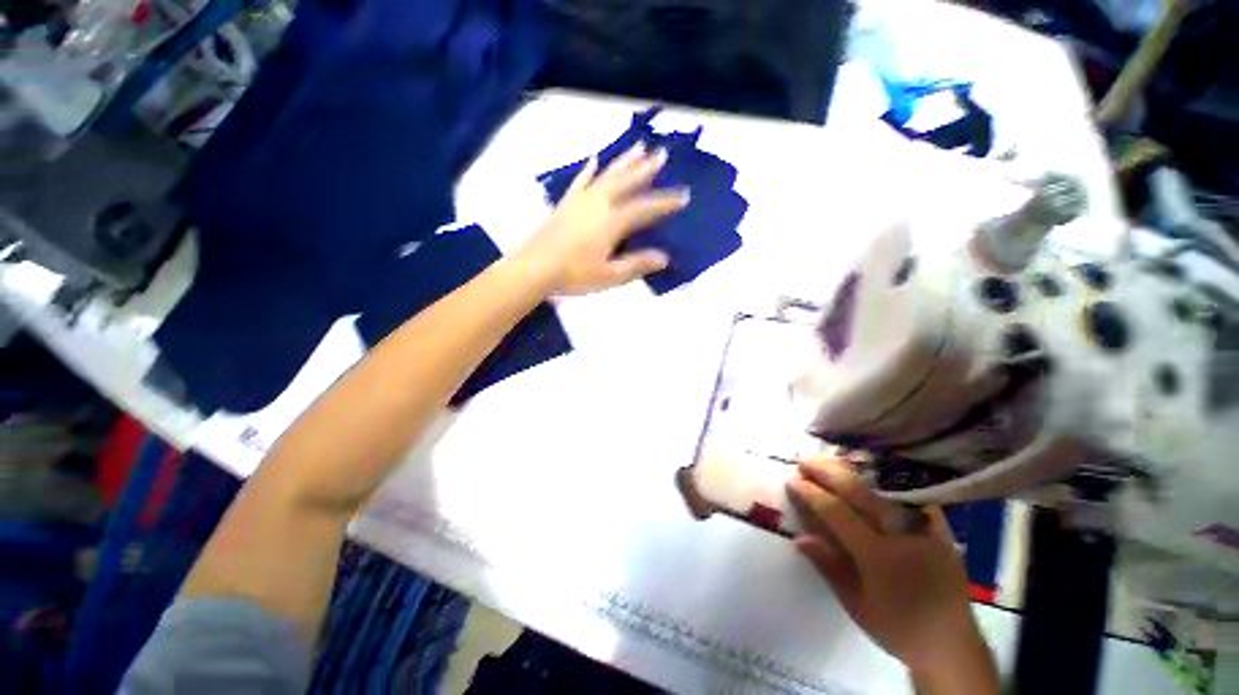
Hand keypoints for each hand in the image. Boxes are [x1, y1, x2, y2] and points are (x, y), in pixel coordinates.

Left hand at [516, 144, 688, 295]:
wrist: (534, 268)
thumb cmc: (574, 275)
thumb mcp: (610, 275)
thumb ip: (637, 264)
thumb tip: (664, 257)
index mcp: (612, 222)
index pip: (645, 208)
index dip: (665, 203)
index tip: (684, 195)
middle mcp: (599, 204)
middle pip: (627, 182)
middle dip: (646, 168)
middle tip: (662, 153)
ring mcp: (581, 201)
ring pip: (607, 175)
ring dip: (624, 162)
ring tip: (638, 147)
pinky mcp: (566, 203)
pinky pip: (580, 182)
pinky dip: (589, 170)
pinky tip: (595, 160)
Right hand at [787, 456, 995, 686]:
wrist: (952, 645)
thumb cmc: (897, 628)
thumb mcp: (856, 605)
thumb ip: (827, 566)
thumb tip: (798, 537)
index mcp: (879, 556)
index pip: (837, 512)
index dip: (812, 493)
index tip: (793, 480)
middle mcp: (902, 533)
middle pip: (858, 490)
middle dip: (827, 471)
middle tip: (803, 461)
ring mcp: (924, 526)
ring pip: (882, 484)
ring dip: (851, 469)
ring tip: (828, 459)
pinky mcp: (939, 526)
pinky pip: (909, 492)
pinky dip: (884, 477)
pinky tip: (868, 470)